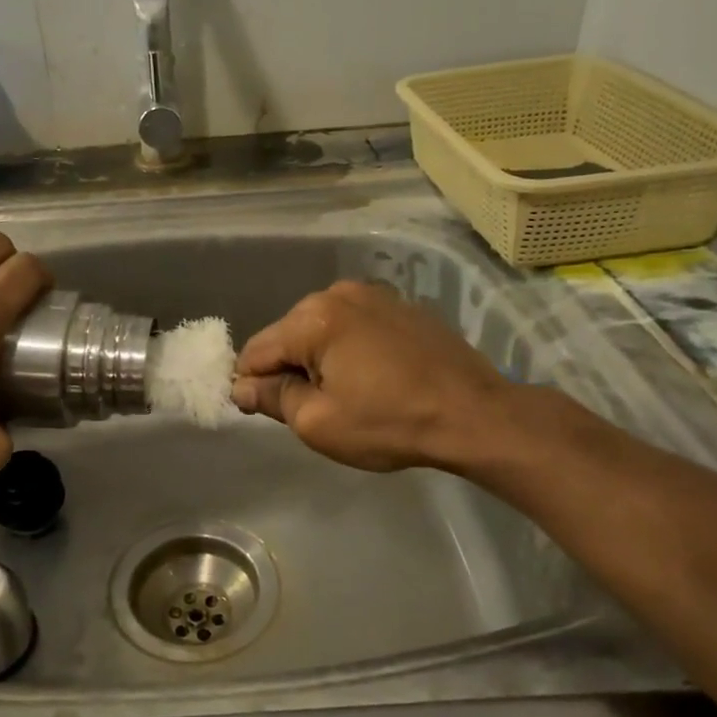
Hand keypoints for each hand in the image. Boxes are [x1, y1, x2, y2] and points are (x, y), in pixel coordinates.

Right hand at [231, 281, 510, 472]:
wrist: (475, 414)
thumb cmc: (390, 422)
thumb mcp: (319, 423)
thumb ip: (272, 398)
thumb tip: (240, 386)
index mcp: (313, 318)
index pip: (256, 351)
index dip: (251, 385)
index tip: (267, 413)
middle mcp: (338, 293)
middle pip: (287, 335)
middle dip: (289, 369)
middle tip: (315, 409)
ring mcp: (373, 295)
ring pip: (320, 329)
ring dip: (319, 359)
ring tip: (348, 393)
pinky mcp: (399, 305)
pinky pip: (353, 325)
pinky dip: (349, 348)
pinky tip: (373, 377)